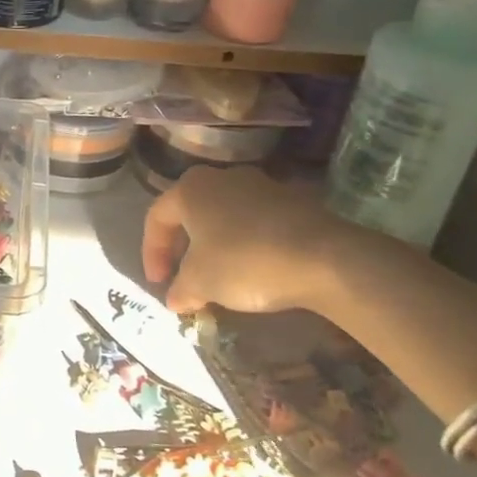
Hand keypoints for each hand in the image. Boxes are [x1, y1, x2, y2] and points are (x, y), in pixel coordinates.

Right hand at [141, 167, 355, 314]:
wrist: (325, 257)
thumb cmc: (245, 262)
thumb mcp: (201, 282)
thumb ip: (181, 289)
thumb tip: (175, 299)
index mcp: (189, 189)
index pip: (156, 218)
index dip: (151, 252)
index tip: (159, 283)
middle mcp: (220, 177)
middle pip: (190, 212)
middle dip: (183, 247)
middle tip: (184, 277)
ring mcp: (259, 185)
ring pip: (223, 215)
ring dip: (214, 245)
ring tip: (220, 277)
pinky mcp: (292, 200)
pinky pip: (254, 221)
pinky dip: (245, 243)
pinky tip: (254, 269)